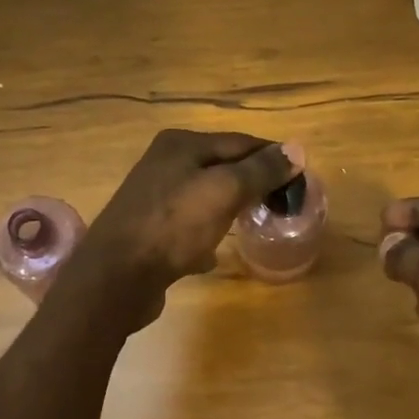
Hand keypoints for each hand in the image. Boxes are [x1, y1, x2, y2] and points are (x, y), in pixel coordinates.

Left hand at [60, 129, 301, 330]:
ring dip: (231, 208)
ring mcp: (154, 198)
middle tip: (282, 205)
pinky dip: (206, 235)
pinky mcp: (150, 231)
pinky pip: (189, 227)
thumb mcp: (224, 191)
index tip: (301, 179)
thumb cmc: (173, 226)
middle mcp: (165, 164)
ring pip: (206, 197)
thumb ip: (260, 170)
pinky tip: (214, 254)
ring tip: (255, 224)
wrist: (117, 276)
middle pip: (223, 167)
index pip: (241, 142)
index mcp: (182, 144)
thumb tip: (298, 149)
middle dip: (253, 184)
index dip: (274, 158)